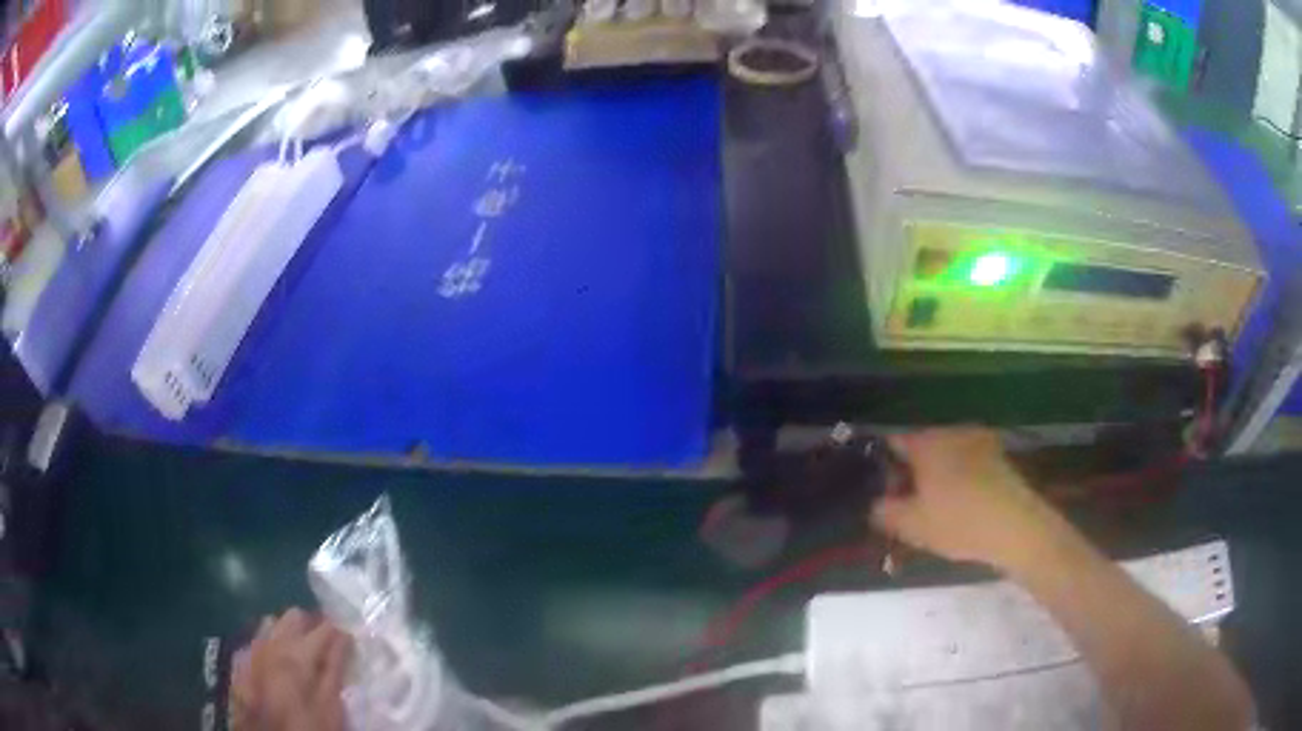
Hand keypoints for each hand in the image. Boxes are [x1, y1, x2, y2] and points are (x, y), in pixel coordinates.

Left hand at [231, 609, 353, 730]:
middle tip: (328, 649)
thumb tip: (344, 638)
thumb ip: (335, 669)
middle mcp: (272, 642)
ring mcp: (255, 648)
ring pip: (275, 623)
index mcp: (297, 653)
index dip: (340, 633)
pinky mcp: (243, 659)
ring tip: (305, 657)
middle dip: (313, 626)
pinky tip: (281, 663)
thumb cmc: (306, 724)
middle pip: (295, 616)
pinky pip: (261, 638)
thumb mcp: (329, 705)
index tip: (350, 643)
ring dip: (291, 633)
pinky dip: (275, 644)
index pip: (324, 628)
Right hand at [871, 427, 1060, 570]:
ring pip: (946, 455)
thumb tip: (874, 504)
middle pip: (920, 447)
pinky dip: (959, 478)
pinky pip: (967, 463)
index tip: (882, 492)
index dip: (882, 466)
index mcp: (926, 442)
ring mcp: (978, 441)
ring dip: (937, 475)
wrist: (1016, 526)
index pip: (892, 442)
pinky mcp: (998, 455)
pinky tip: (961, 506)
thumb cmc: (958, 522)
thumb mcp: (911, 526)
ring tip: (934, 508)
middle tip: (906, 505)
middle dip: (911, 472)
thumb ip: (885, 512)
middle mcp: (950, 432)